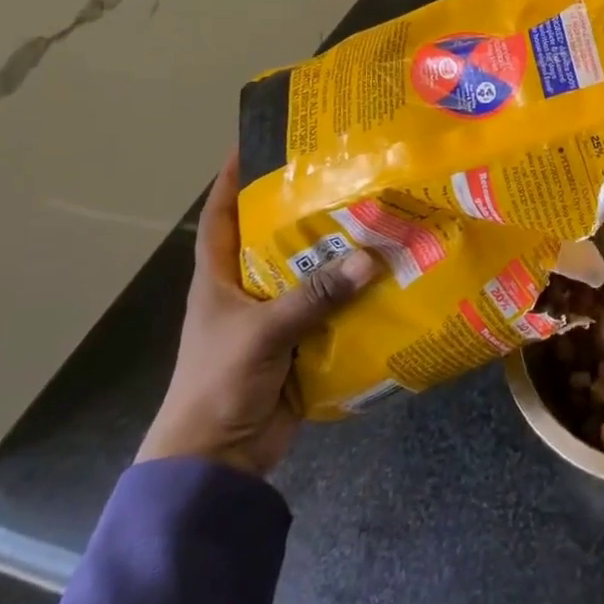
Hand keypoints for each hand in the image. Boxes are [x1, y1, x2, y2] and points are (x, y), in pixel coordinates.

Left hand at [136, 151, 377, 476]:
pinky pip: (330, 307)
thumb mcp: (262, 334)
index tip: (256, 141)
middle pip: (276, 238)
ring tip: (378, 215)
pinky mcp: (299, 343)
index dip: (232, 178)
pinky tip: (386, 274)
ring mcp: (274, 317)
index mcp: (219, 278)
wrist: (217, 463)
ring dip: (338, 252)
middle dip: (306, 209)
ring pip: (310, 272)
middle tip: (344, 173)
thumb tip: (370, 257)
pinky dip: (353, 294)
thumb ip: (315, 296)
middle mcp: (246, 289)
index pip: (221, 215)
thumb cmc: (219, 385)